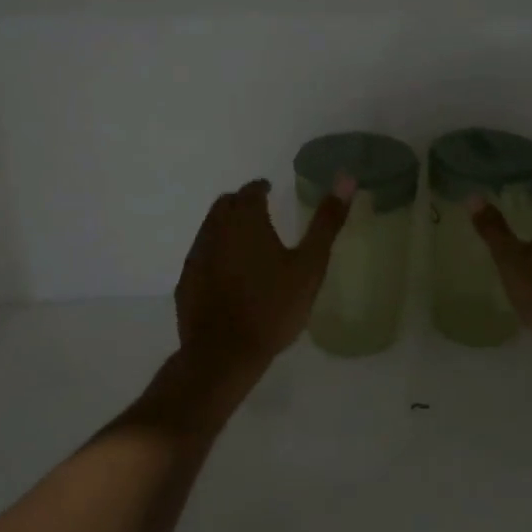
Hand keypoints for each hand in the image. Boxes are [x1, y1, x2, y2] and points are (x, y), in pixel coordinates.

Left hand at [173, 177, 352, 385]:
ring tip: (247, 242)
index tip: (270, 191)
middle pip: (225, 205)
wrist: (224, 354)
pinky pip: (201, 255)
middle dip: (241, 203)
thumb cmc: (273, 307)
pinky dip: (215, 253)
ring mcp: (196, 256)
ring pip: (210, 228)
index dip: (261, 188)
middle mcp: (215, 230)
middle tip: (260, 213)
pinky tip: (228, 273)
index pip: (250, 190)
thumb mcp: (310, 265)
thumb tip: (346, 177)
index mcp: (246, 220)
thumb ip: (327, 222)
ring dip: (226, 227)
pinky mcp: (186, 281)